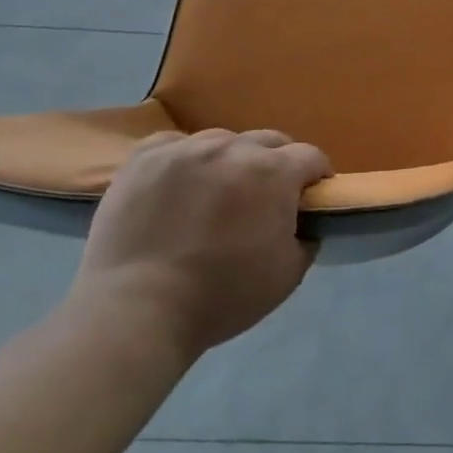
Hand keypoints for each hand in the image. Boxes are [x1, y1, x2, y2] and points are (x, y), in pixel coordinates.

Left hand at [74, 129, 329, 360]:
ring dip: (230, 159)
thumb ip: (307, 237)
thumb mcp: (289, 274)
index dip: (316, 176)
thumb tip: (305, 221)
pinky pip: (174, 143)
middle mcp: (233, 149)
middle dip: (276, 163)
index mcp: (274, 173)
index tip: (310, 196)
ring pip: (222, 140)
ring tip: (217, 190)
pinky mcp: (143, 159)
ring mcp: (185, 150)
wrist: (136, 312)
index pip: (311, 157)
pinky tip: (179, 181)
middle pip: (269, 141)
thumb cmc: (222, 296)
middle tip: (265, 196)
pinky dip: (183, 157)